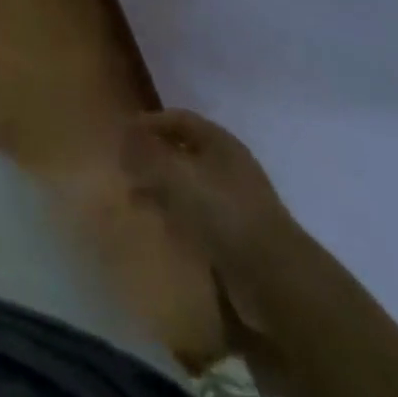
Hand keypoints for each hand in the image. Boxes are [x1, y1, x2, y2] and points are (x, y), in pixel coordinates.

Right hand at [123, 110, 295, 277]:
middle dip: (153, 157)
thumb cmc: (224, 212)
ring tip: (134, 199)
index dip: (149, 122)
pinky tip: (160, 226)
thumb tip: (121, 136)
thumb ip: (145, 153)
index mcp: (219, 141)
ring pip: (188, 186)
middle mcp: (228, 166)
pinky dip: (176, 216)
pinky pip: (198, 217)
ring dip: (162, 189)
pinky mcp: (236, 237)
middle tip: (124, 168)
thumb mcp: (177, 175)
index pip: (178, 118)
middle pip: (183, 151)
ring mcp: (234, 203)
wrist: (275, 279)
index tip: (122, 134)